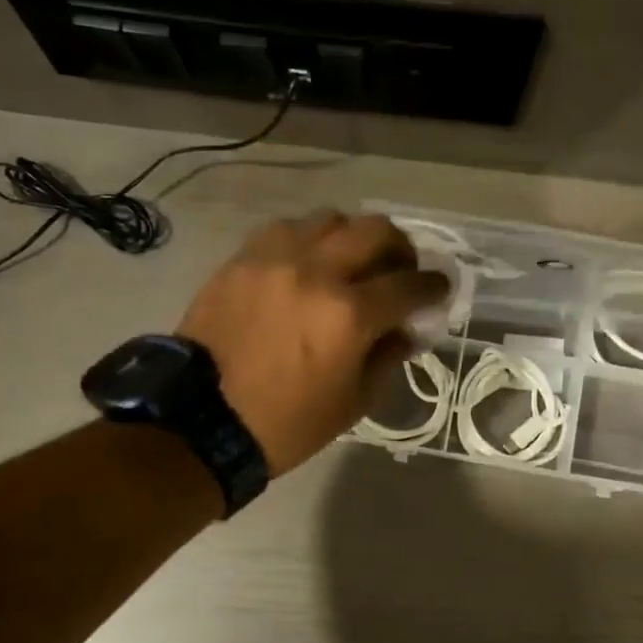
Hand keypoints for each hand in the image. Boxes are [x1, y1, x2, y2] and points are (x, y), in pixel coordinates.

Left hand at [178, 211, 450, 474]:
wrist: (202, 420)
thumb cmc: (287, 423)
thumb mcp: (353, 401)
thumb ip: (387, 355)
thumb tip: (407, 329)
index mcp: (349, 315)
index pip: (410, 285)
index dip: (434, 285)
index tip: (439, 288)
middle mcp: (317, 272)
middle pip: (376, 231)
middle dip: (400, 248)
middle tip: (400, 269)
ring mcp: (275, 259)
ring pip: (331, 220)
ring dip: (353, 237)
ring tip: (351, 261)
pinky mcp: (242, 259)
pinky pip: (287, 230)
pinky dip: (309, 240)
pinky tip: (307, 263)